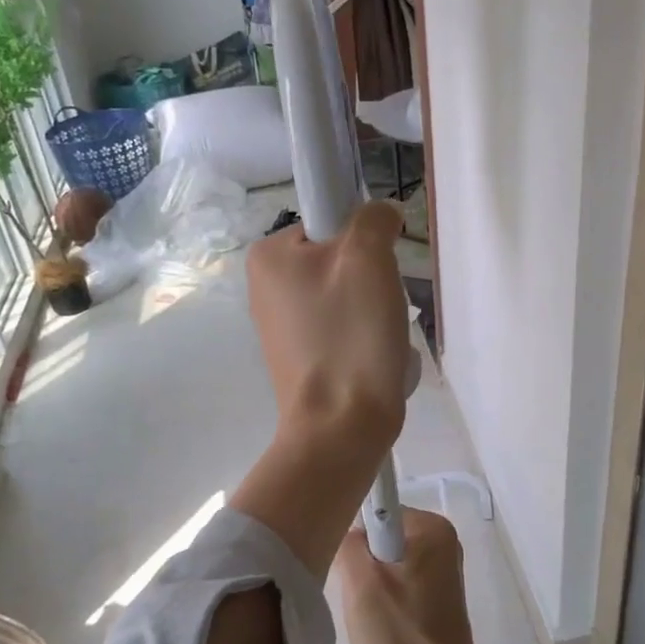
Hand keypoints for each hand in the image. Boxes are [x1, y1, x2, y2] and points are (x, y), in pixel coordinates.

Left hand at [246, 201, 410, 447]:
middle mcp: (264, 285)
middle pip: (339, 257)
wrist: (341, 426)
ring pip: (345, 293)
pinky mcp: (299, 355)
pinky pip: (341, 326)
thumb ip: (373, 219)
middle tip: (380, 308)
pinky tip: (370, 356)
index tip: (374, 273)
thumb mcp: (368, 258)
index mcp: (268, 255)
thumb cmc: (350, 336)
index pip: (330, 219)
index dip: (363, 240)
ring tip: (378, 338)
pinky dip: (362, 335)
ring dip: (371, 309)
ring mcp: (280, 324)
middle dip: (370, 278)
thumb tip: (380, 216)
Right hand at [337, 510, 510, 643]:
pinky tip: (381, 625)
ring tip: (369, 616)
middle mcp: (443, 540)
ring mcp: (443, 569)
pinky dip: (383, 598)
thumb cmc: (401, 638)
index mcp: (433, 527)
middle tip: (359, 599)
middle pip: (379, 536)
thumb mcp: (361, 585)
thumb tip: (346, 530)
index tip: (349, 572)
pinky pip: (397, 581)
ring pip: (384, 561)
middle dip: (362, 564)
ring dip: (369, 585)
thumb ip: (348, 542)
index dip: (354, 540)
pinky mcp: (438, 596)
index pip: (374, 512)